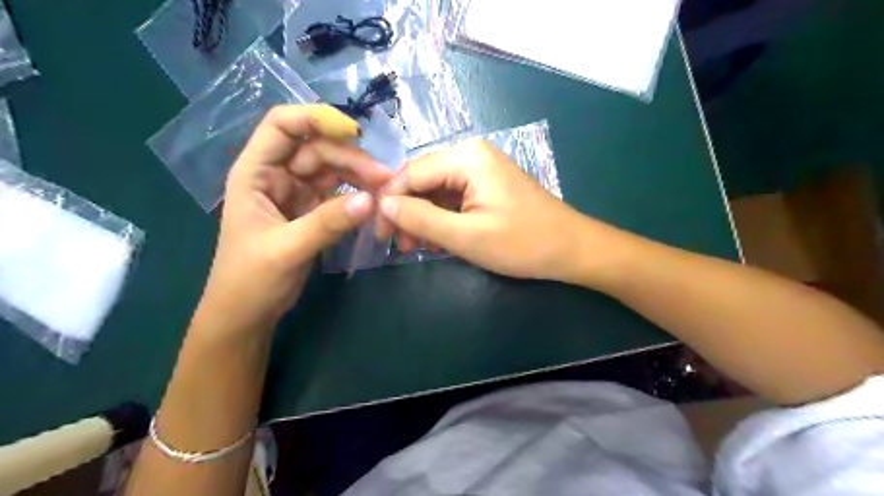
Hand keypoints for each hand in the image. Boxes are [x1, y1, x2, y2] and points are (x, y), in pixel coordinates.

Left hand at [199, 105, 396, 336]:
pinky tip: (374, 201)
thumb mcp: (287, 249)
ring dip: (358, 175)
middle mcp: (276, 175)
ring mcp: (296, 193)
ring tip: (385, 189)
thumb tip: (371, 199)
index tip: (353, 132)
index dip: (314, 119)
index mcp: (255, 173)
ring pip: (331, 170)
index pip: (281, 126)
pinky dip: (357, 194)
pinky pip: (338, 193)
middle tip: (384, 178)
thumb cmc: (251, 280)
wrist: (248, 314)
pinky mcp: (312, 211)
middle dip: (350, 158)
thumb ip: (327, 223)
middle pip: (316, 149)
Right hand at [376, 138, 605, 282]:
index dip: (390, 203)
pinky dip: (440, 217)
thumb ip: (421, 218)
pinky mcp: (486, 185)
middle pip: (421, 179)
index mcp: (466, 157)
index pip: (410, 173)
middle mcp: (470, 154)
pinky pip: (451, 197)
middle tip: (401, 246)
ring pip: (434, 190)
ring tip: (418, 247)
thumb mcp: (466, 236)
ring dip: (422, 217)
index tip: (380, 234)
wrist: (571, 249)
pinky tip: (438, 238)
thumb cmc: (522, 243)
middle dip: (406, 212)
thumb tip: (384, 205)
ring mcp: (480, 169)